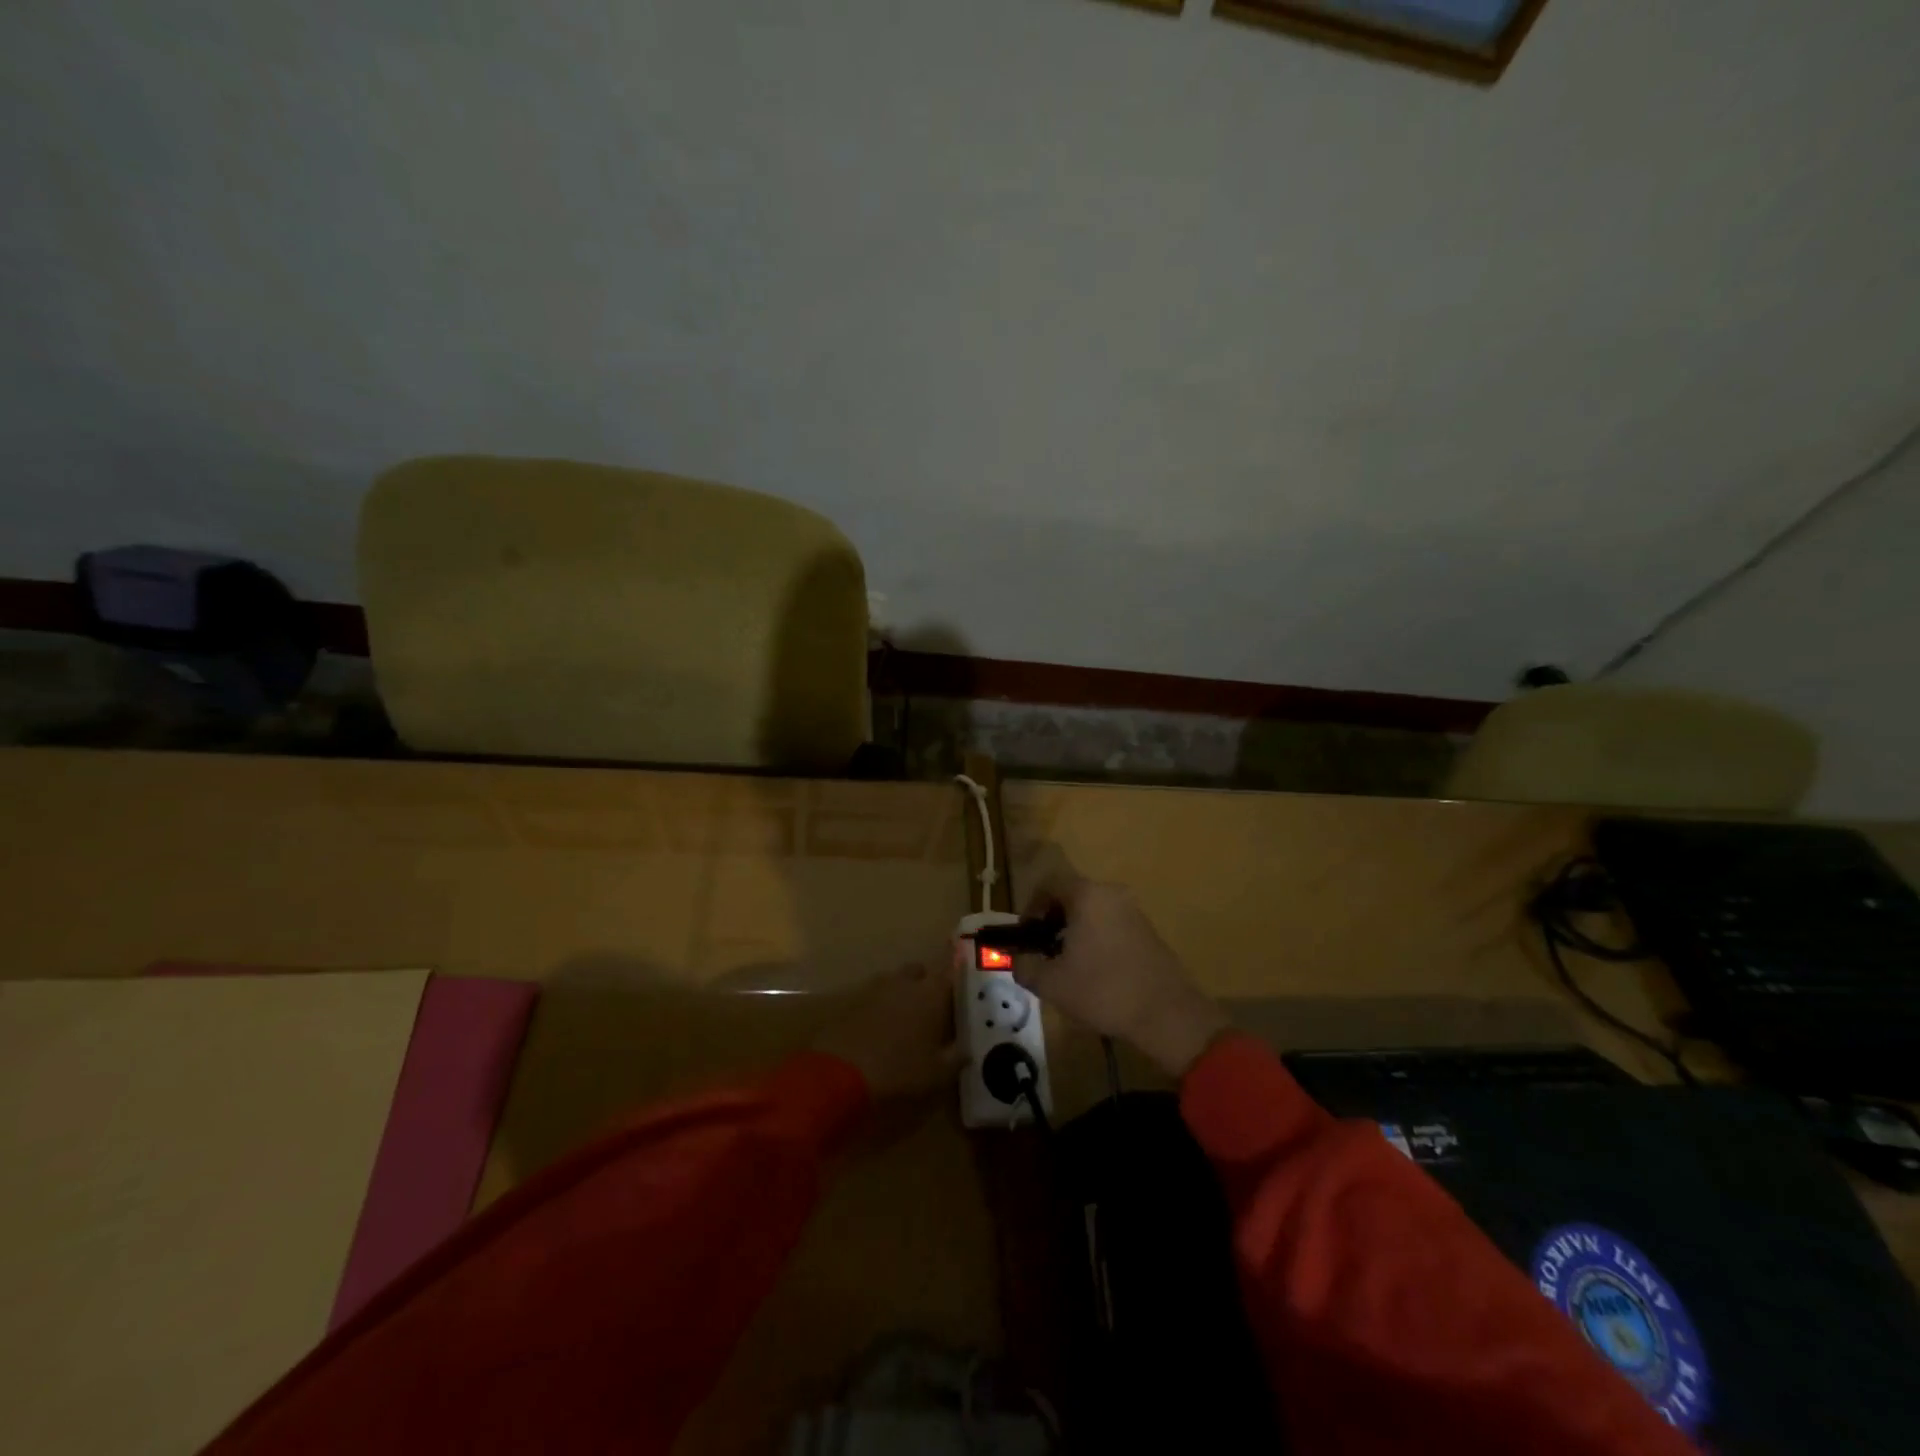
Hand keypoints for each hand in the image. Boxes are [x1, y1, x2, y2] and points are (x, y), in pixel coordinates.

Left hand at [812, 962, 964, 1101]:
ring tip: (905, 1020)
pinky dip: (880, 1007)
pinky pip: (873, 997)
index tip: (963, 975)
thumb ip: (956, 1058)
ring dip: (901, 994)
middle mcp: (904, 982)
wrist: (840, 1073)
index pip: (950, 972)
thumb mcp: (937, 1074)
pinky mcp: (851, 1001)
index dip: (958, 971)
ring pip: (895, 982)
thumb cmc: (899, 1071)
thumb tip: (966, 1051)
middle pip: (920, 972)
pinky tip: (880, 1028)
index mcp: (930, 993)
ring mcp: (874, 989)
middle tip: (933, 1008)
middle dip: (926, 984)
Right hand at [1014, 872, 1228, 1077]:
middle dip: (1052, 922)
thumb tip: (1017, 960)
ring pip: (1092, 912)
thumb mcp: (1051, 983)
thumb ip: (1025, 966)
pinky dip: (1096, 939)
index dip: (1031, 907)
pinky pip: (1111, 924)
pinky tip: (1095, 973)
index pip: (1049, 884)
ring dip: (1074, 932)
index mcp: (1087, 895)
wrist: (1167, 1014)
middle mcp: (1112, 894)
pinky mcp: (1148, 931)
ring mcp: (1134, 911)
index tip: (1026, 935)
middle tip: (1043, 953)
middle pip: (1071, 896)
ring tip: (1067, 967)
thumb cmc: (1103, 991)